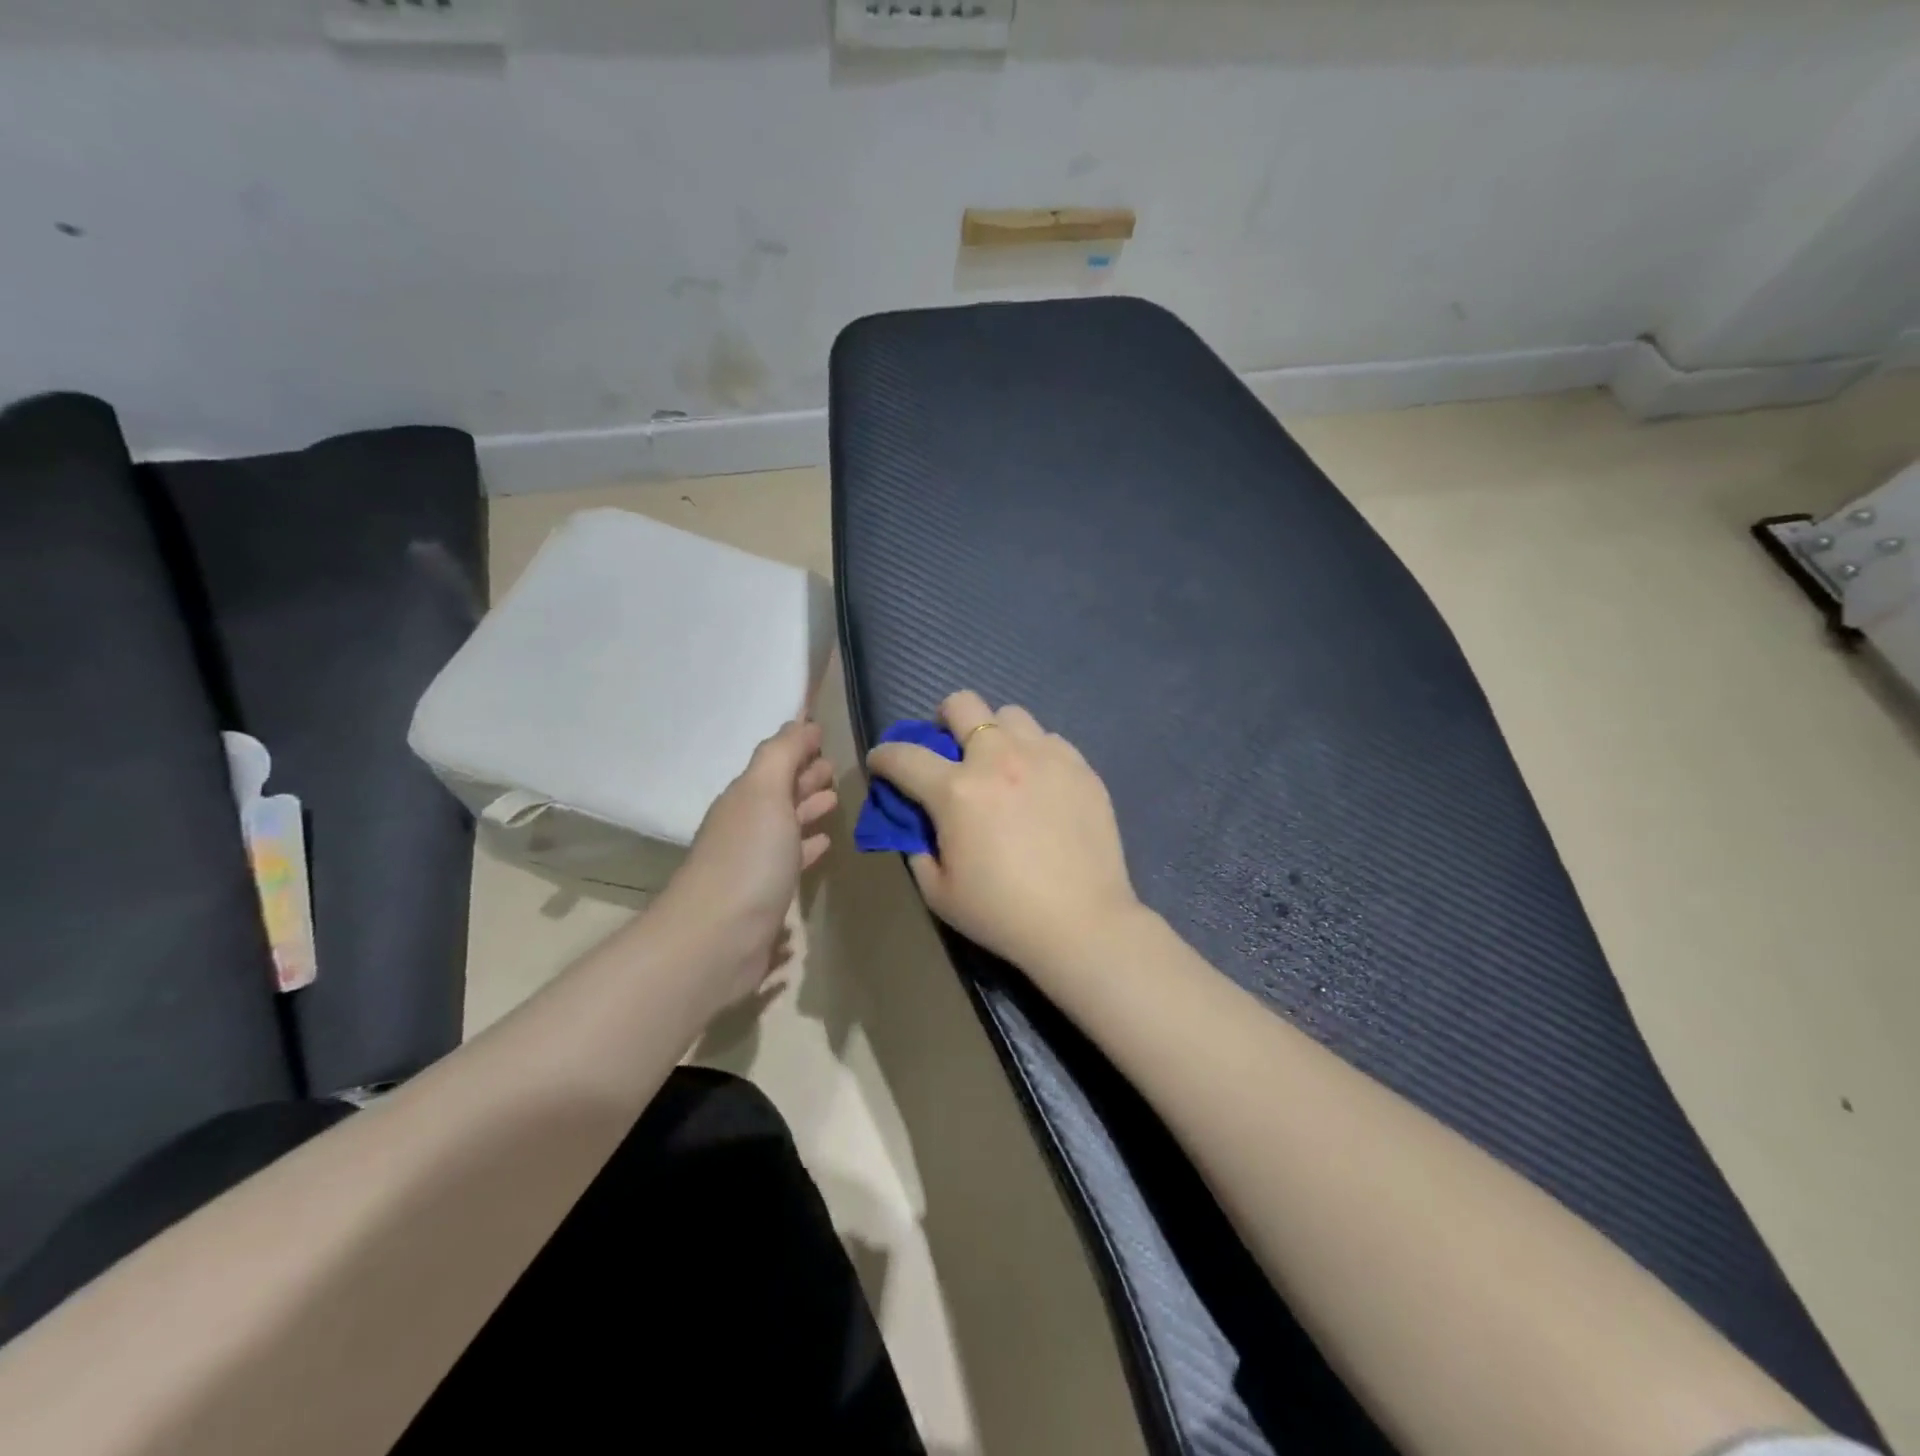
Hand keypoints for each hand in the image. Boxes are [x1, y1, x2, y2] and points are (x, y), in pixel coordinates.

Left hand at [661, 719, 836, 1009]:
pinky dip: (806, 848)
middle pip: (778, 793)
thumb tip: (800, 722)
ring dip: (807, 811)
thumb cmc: (747, 859)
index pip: (775, 763)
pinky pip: (790, 861)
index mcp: (745, 798)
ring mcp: (752, 864)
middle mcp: (746, 826)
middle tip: (834, 769)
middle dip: (804, 778)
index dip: (798, 749)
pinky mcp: (764, 898)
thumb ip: (782, 754)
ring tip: (834, 802)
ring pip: (785, 827)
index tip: (824, 738)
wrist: (716, 940)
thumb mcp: (765, 792)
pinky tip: (824, 847)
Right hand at [866, 690, 1141, 979]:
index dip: (883, 756)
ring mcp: (1044, 757)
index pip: (904, 755)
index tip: (881, 763)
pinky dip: (1034, 753)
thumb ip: (918, 847)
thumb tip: (918, 822)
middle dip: (943, 720)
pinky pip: (1049, 740)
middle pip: (962, 704)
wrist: (1082, 924)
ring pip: (1010, 715)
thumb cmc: (1002, 913)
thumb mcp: (938, 891)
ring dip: (994, 733)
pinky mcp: (1080, 767)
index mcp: (956, 790)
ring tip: (1001, 764)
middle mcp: (998, 759)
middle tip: (948, 748)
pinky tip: (1039, 783)